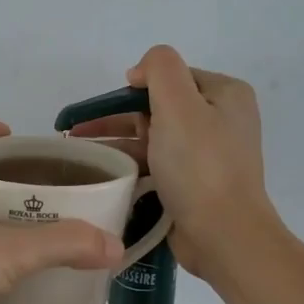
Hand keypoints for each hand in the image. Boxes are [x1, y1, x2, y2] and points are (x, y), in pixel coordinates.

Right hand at [70, 46, 275, 278]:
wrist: (223, 234)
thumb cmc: (199, 166)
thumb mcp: (179, 103)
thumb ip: (159, 69)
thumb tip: (139, 73)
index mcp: (225, 94)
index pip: (171, 76)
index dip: (134, 87)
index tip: (101, 109)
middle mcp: (221, 119)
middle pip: (159, 106)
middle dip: (117, 117)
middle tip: (78, 132)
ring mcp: (209, 154)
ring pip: (154, 137)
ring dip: (118, 142)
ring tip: (80, 155)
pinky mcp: (195, 183)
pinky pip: (157, 164)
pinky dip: (132, 164)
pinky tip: (105, 173)